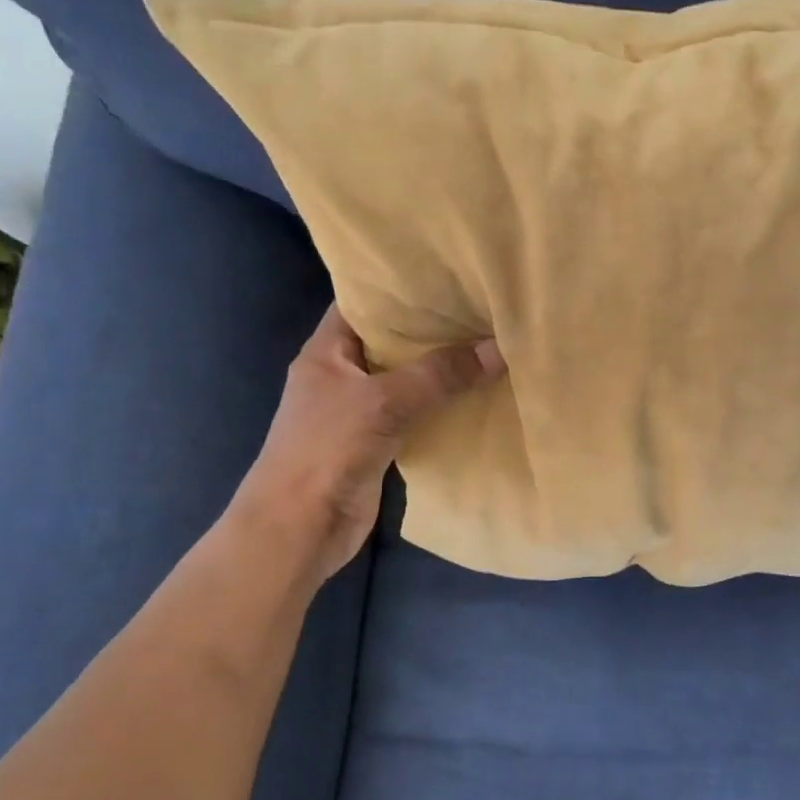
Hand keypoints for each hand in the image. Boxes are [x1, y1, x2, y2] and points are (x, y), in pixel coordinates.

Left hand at [231, 305, 503, 580]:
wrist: (300, 528)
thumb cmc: (326, 450)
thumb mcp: (383, 402)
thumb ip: (440, 374)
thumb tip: (499, 348)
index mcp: (328, 350)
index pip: (364, 301)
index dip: (401, 285)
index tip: (448, 271)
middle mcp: (344, 373)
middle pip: (393, 340)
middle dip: (435, 327)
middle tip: (485, 304)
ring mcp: (362, 409)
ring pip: (410, 378)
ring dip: (444, 368)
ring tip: (492, 340)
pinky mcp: (381, 441)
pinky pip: (419, 412)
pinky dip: (445, 404)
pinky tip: (482, 392)